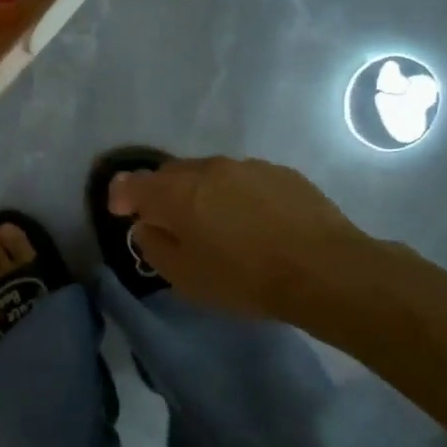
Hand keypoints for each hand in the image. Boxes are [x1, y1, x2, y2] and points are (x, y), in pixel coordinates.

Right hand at [107, 156, 372, 322]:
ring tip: (213, 223)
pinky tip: (250, 222)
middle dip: (161, 194)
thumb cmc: (244, 279)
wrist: (325, 270)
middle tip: (167, 222)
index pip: (133, 184)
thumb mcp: (184, 276)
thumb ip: (154, 246)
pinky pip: (242, 179)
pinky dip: (234, 195)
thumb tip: (146, 226)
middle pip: (170, 174)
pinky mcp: (281, 173)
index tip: (121, 213)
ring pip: (208, 174)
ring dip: (200, 193)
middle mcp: (207, 169)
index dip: (121, 196)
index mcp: (176, 193)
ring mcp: (247, 167)